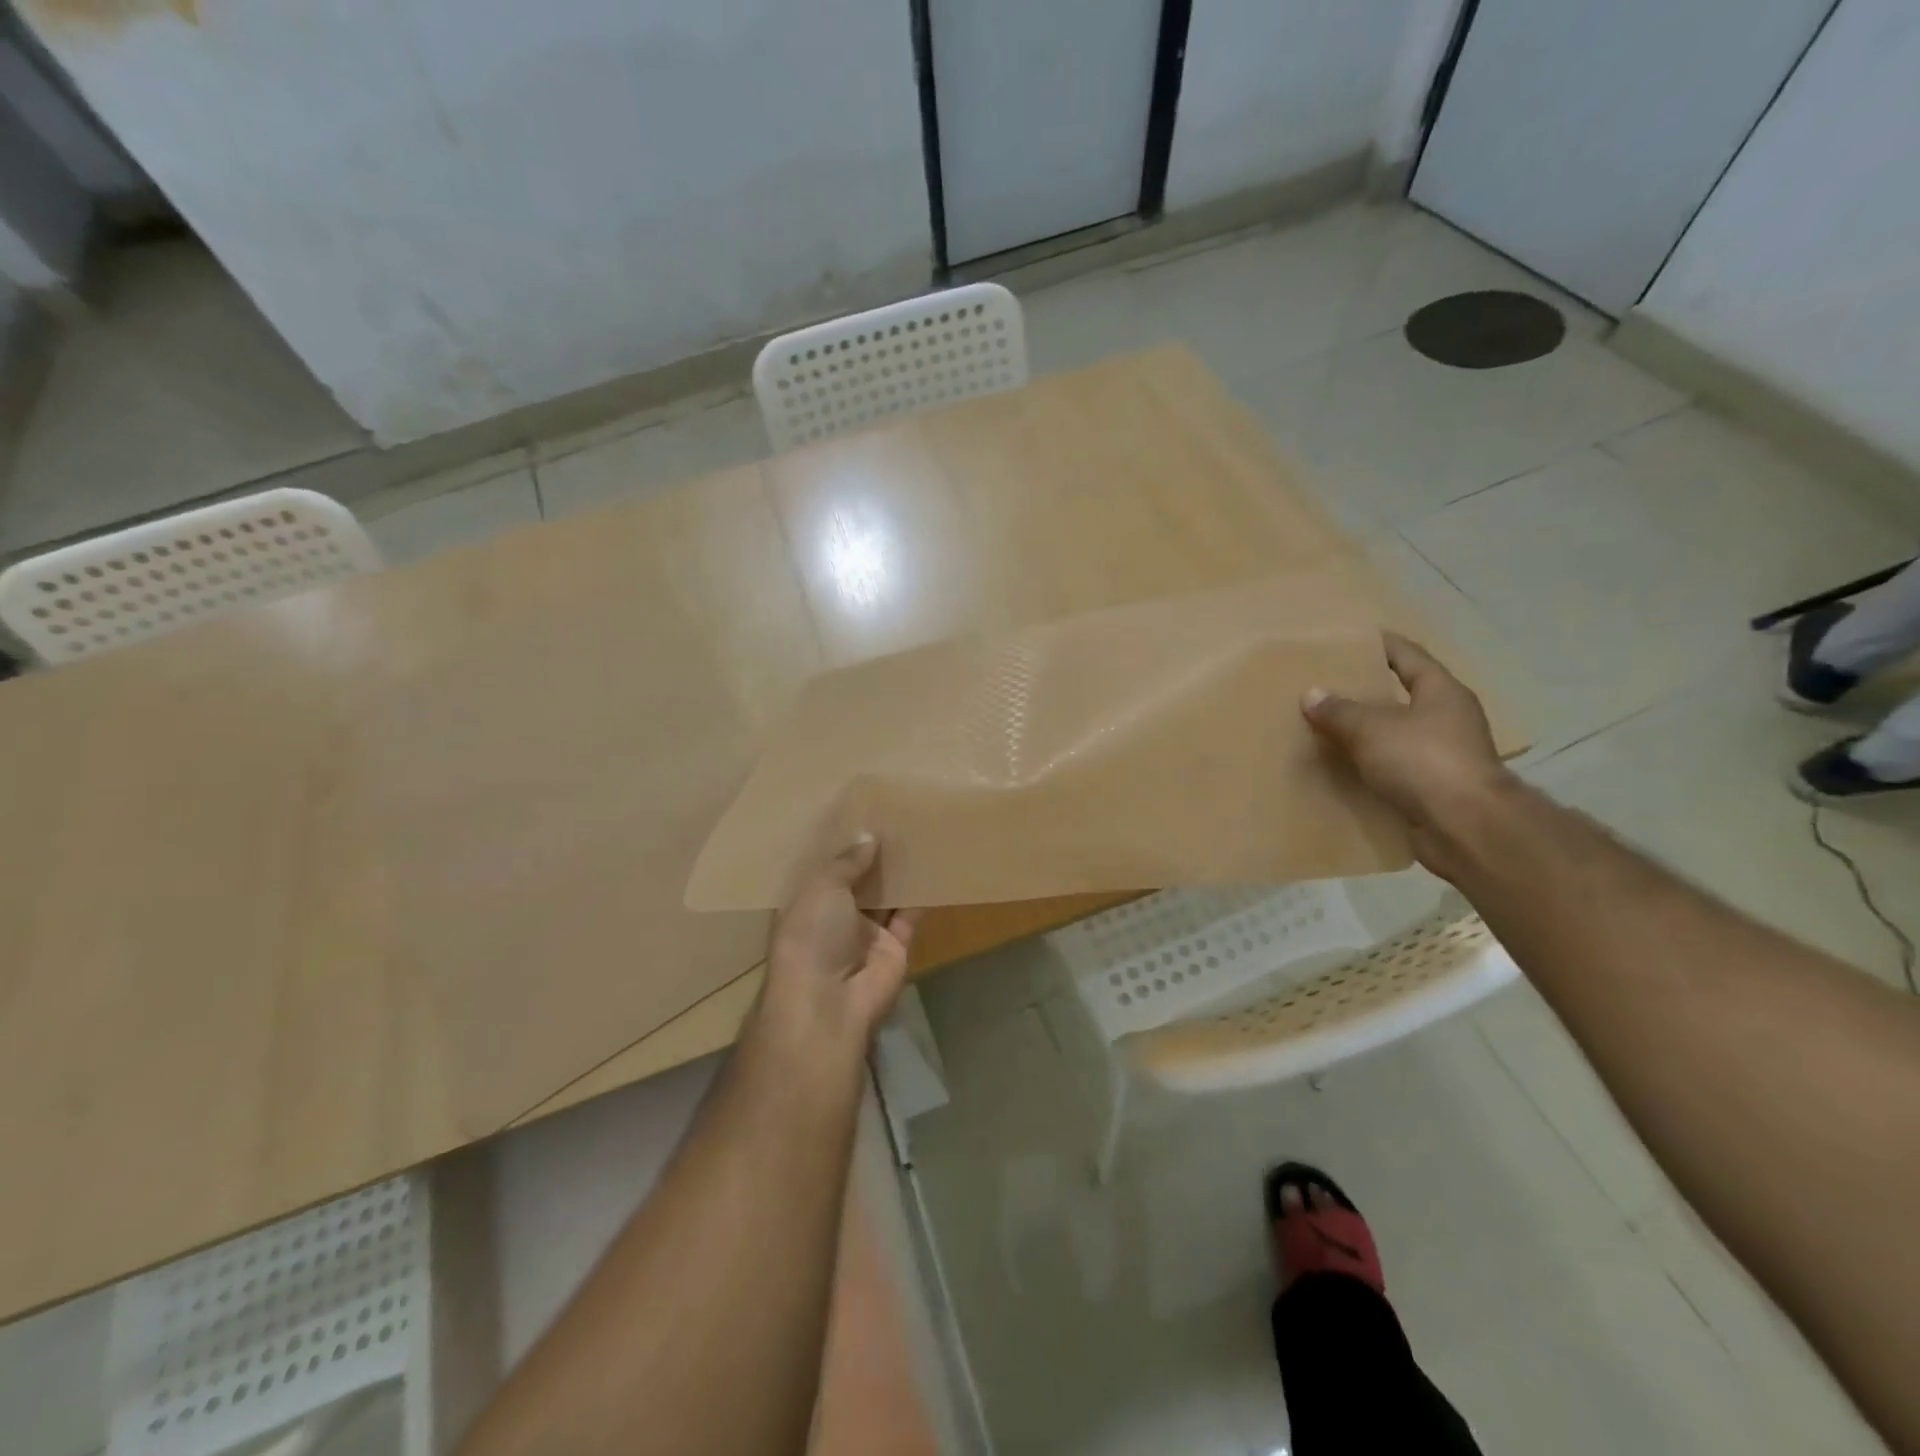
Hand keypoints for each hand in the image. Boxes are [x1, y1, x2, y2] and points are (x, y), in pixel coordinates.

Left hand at [761, 836, 920, 1049]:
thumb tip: (869, 838)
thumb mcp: (822, 887)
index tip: (857, 813)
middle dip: (872, 856)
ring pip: (886, 897)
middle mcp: (834, 919)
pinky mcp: (895, 949)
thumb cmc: (812, 935)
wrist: (829, 1002)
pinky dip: (920, 895)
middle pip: (858, 882)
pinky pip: (910, 916)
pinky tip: (933, 864)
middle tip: (894, 817)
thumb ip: (847, 862)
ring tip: (916, 833)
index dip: (839, 846)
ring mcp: (866, 936)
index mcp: (805, 904)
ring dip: (898, 872)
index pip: (823, 871)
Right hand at [1301, 632, 1513, 870]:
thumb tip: (1312, 694)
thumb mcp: (1371, 729)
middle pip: (1401, 695)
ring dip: (1365, 733)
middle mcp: (1447, 718)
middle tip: (1325, 687)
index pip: (1407, 656)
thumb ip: (1339, 711)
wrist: (1466, 827)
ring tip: (1325, 728)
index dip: (1380, 645)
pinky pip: (1393, 769)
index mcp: (1441, 692)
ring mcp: (1443, 755)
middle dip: (1366, 692)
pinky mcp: (1433, 788)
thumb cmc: (1423, 761)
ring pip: (1396, 735)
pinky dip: (1369, 767)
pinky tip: (1340, 768)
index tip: (1350, 639)